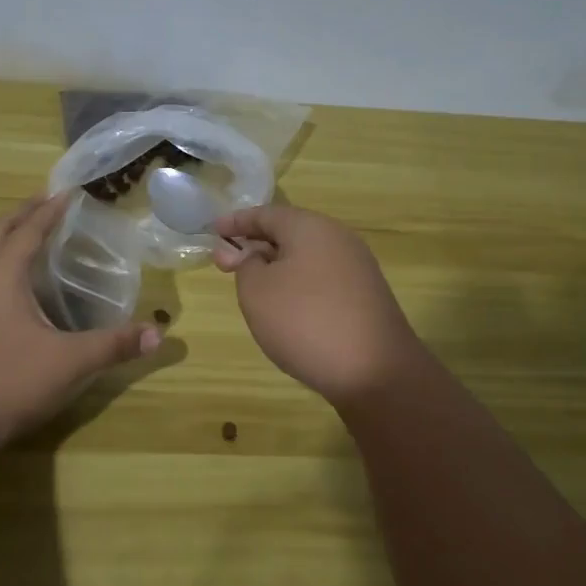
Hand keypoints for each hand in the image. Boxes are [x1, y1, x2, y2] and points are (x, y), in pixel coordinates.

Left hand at [0, 193, 161, 452]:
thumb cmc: (4, 381)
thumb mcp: (68, 363)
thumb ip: (113, 346)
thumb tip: (159, 335)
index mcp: (1, 274)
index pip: (29, 229)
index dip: (50, 210)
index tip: (68, 192)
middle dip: (23, 214)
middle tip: (47, 203)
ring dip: (5, 237)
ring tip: (29, 237)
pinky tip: (10, 287)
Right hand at [213, 203, 427, 407]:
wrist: (374, 371)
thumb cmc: (304, 321)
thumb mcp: (257, 291)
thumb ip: (244, 265)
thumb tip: (251, 255)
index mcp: (310, 227)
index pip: (265, 214)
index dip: (235, 222)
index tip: (211, 231)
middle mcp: (338, 238)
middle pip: (288, 233)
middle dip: (255, 245)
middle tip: (225, 263)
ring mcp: (356, 268)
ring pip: (306, 257)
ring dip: (276, 267)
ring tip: (251, 287)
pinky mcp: (365, 296)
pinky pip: (321, 279)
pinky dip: (297, 284)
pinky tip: (286, 308)